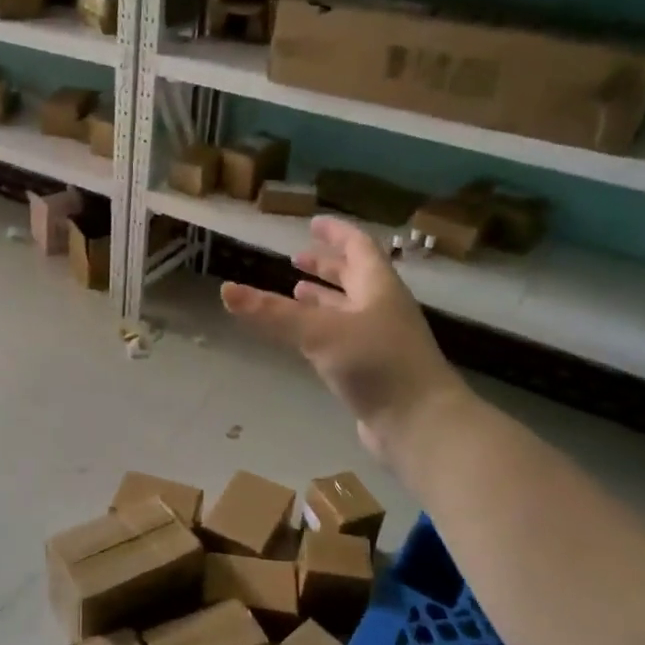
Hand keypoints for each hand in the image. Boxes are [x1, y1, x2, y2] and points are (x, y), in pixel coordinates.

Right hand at [222, 216, 467, 458]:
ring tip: (295, 292)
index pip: (358, 248)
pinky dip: (322, 330)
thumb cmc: (376, 364)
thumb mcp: (319, 332)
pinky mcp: (373, 370)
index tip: (314, 222)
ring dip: (323, 298)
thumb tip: (226, 290)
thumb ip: (272, 313)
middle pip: (354, 277)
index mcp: (378, 287)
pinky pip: (344, 338)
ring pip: (348, 309)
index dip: (336, 233)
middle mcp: (381, 308)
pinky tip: (306, 339)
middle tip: (297, 257)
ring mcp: (380, 340)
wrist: (418, 423)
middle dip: (326, 265)